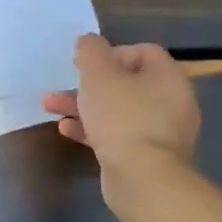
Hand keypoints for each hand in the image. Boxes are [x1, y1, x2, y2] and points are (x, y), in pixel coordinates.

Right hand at [43, 37, 200, 216]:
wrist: (143, 180)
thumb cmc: (122, 117)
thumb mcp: (98, 73)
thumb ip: (90, 50)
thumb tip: (89, 41)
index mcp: (167, 77)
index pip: (142, 51)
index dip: (111, 52)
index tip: (86, 63)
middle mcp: (170, 102)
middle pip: (126, 82)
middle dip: (88, 83)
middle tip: (64, 85)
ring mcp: (160, 132)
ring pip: (117, 110)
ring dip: (83, 106)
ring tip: (51, 107)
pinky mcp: (147, 157)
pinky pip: (117, 135)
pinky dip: (92, 129)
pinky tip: (66, 130)